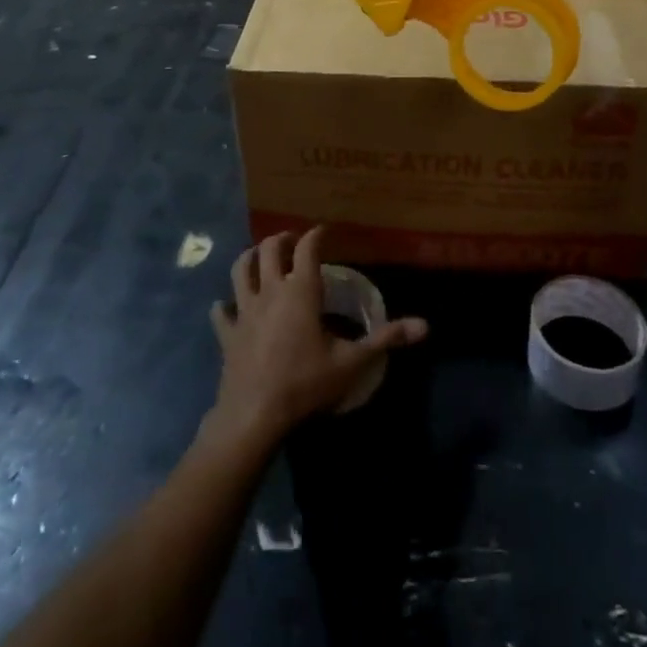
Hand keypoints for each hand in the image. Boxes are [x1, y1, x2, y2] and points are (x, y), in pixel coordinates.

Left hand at [206, 228, 426, 448]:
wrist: (255, 415)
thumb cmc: (306, 383)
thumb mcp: (352, 362)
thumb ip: (387, 339)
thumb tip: (425, 325)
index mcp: (300, 290)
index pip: (308, 248)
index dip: (318, 235)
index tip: (325, 231)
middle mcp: (270, 290)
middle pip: (270, 249)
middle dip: (283, 239)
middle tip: (294, 241)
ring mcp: (244, 310)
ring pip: (240, 270)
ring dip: (250, 258)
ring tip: (260, 257)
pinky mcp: (228, 333)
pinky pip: (221, 312)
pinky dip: (224, 306)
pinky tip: (227, 306)